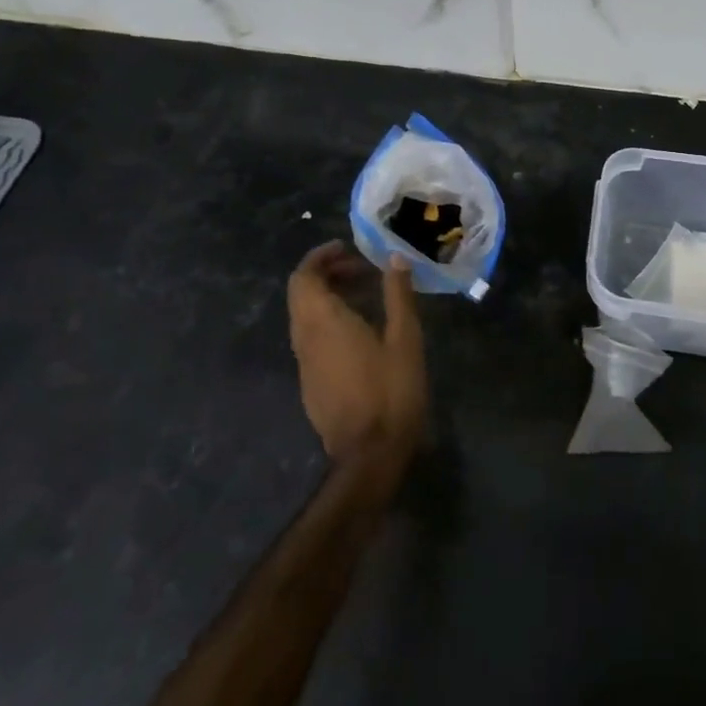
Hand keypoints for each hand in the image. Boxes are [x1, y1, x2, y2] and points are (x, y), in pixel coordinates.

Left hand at [287, 242, 425, 476]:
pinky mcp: (310, 385)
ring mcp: (304, 364)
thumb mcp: (405, 338)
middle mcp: (305, 338)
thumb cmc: (390, 391)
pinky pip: (311, 339)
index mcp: (323, 321)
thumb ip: (397, 295)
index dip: (320, 257)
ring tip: (365, 295)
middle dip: (326, 273)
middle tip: (361, 269)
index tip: (346, 247)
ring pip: (304, 317)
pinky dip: (328, 321)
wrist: (369, 457)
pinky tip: (360, 331)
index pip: (303, 276)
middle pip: (301, 294)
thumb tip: (395, 258)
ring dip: (328, 297)